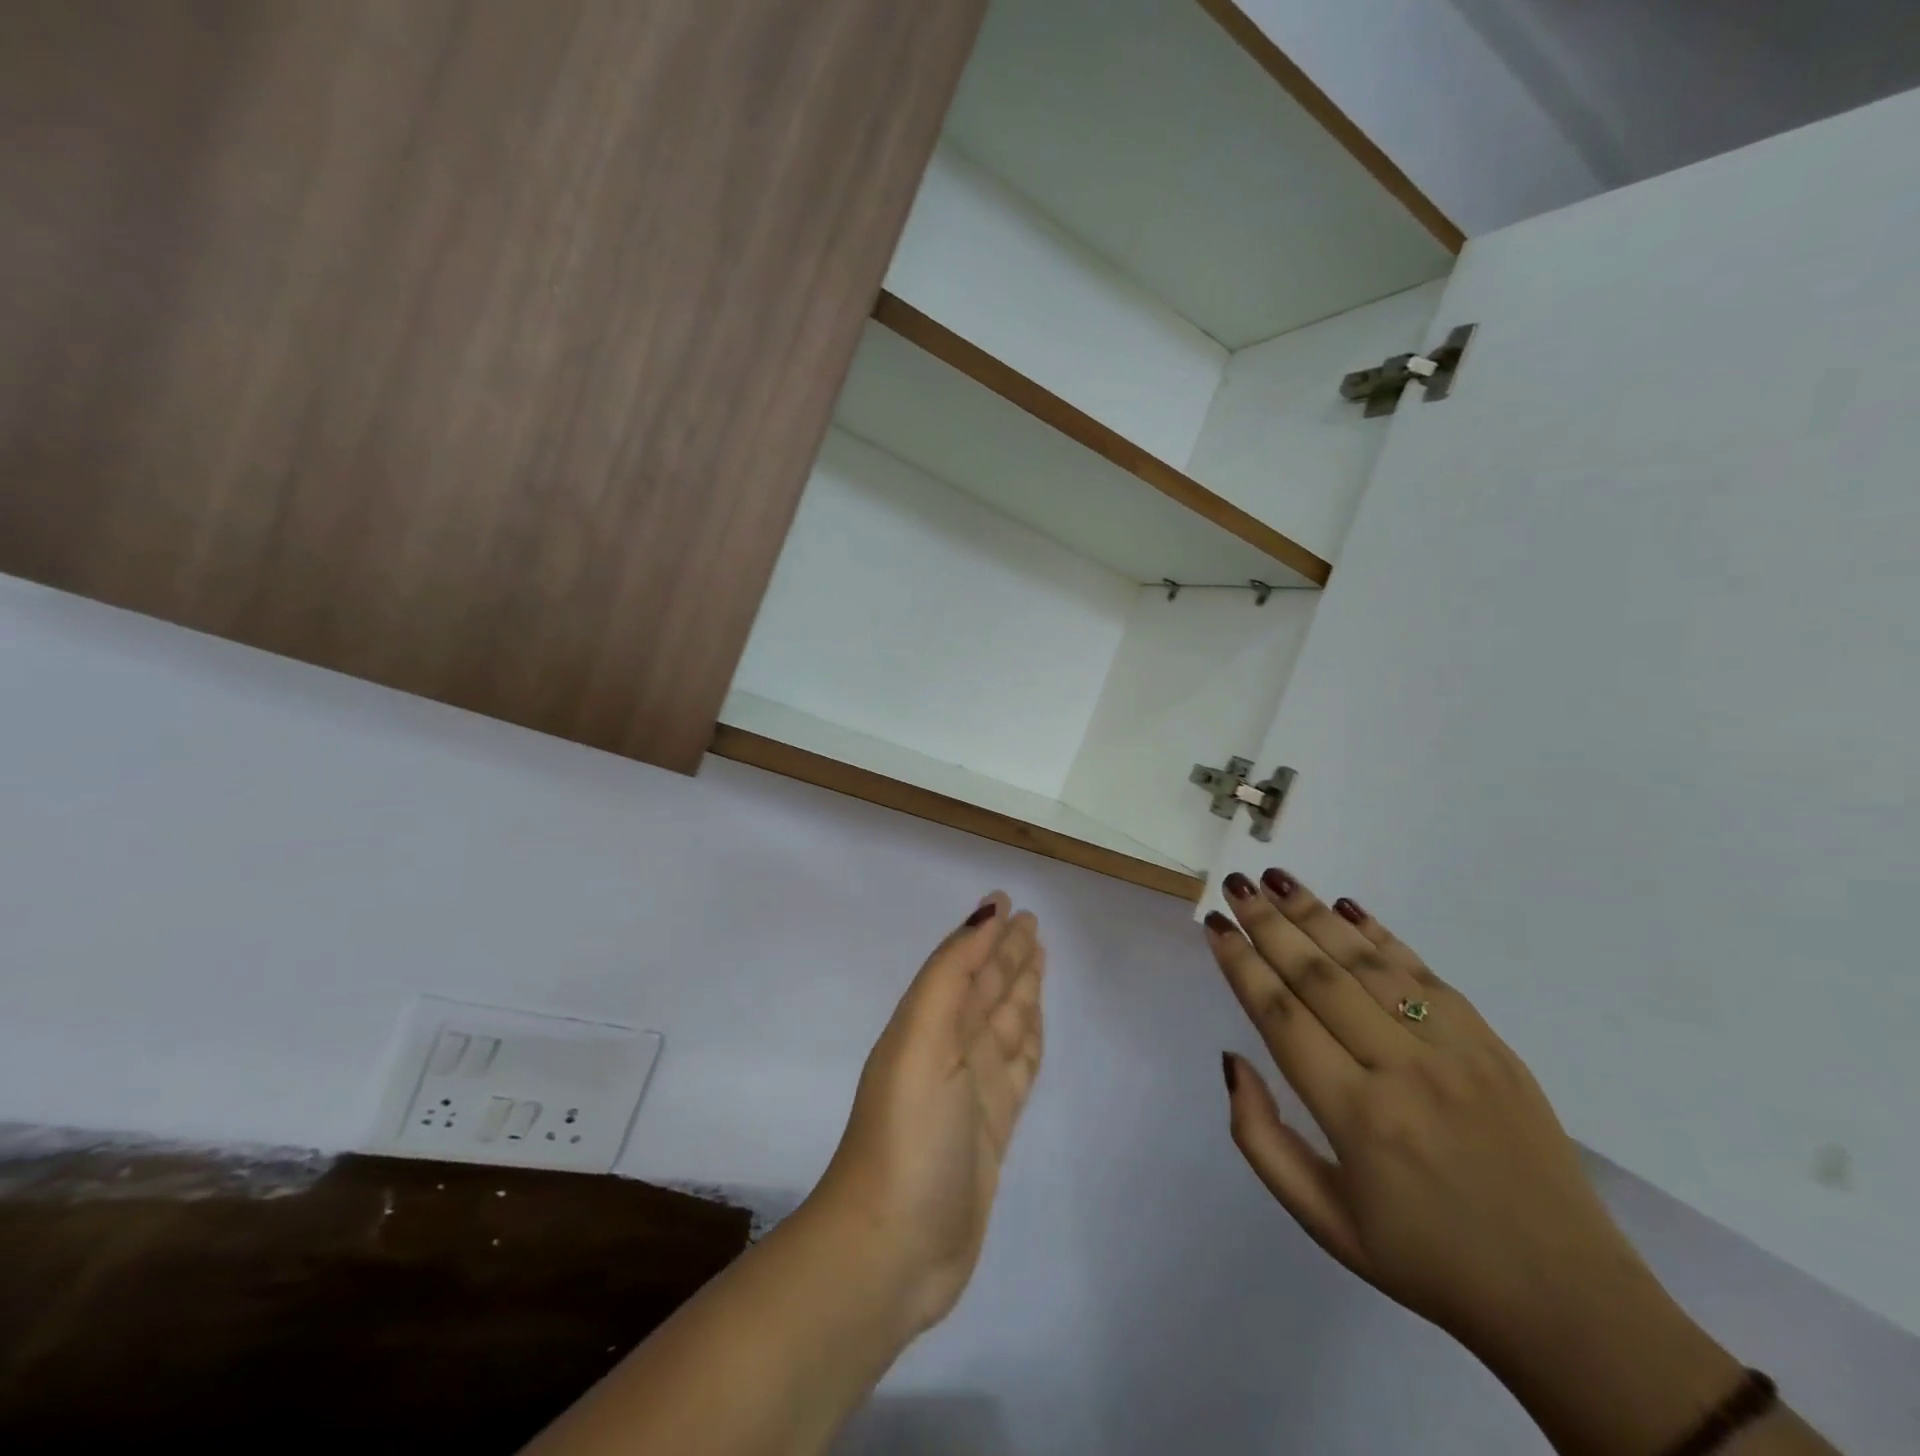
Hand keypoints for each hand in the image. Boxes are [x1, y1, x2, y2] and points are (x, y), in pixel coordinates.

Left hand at [812, 894, 1045, 1334]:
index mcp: (927, 1025)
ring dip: (1020, 990)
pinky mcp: (992, 1128)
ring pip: (1004, 1024)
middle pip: (986, 990)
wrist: (893, 1248)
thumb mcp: (924, 1039)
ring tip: (1038, 958)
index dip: (984, 933)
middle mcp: (949, 1050)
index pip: (963, 965)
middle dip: (1007, 955)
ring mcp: (972, 1091)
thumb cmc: (910, 1133)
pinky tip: (1034, 1024)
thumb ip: (952, 975)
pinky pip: (1017, 1067)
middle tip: (1032, 922)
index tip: (1006, 901)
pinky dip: (1027, 1040)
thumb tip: (983, 916)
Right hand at [1204, 868, 1653, 1359]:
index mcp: (1356, 1118)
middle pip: (1319, 976)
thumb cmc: (1428, 1261)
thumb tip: (1232, 1059)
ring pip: (1368, 964)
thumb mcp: (1324, 1221)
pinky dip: (1381, 935)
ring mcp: (1454, 1051)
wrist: (1569, 1301)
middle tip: (1234, 884)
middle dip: (1268, 924)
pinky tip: (1347, 907)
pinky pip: (1425, 974)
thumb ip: (1261, 1138)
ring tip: (1276, 880)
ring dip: (1315, 915)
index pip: (1281, 1017)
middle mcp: (1402, 1070)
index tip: (1214, 926)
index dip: (1241, 965)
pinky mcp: (1491, 1045)